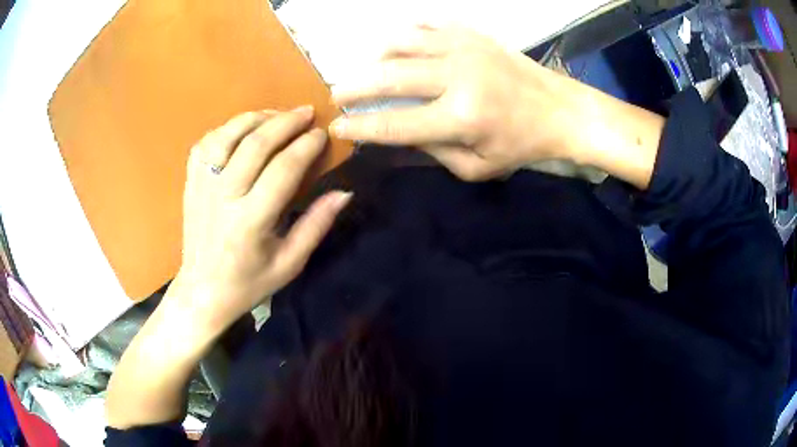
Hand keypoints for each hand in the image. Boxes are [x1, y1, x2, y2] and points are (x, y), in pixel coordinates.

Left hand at [174, 106, 351, 335]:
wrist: (202, 291)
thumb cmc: (249, 283)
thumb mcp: (290, 263)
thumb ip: (316, 225)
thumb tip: (344, 192)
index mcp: (250, 221)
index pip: (283, 169)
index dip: (306, 146)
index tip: (322, 134)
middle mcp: (223, 197)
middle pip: (255, 144)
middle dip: (285, 121)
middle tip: (307, 111)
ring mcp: (202, 186)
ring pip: (228, 135)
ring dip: (255, 118)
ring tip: (277, 114)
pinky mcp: (191, 182)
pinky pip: (206, 143)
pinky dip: (226, 129)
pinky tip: (242, 130)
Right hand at [329, 25, 580, 180]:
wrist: (560, 110)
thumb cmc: (521, 144)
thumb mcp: (478, 167)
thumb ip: (434, 152)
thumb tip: (400, 133)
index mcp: (461, 117)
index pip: (395, 123)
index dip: (361, 125)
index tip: (338, 125)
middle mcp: (458, 76)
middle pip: (389, 76)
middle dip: (354, 86)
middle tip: (337, 94)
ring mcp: (464, 48)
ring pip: (403, 42)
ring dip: (377, 56)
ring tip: (369, 68)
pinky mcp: (472, 34)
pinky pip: (428, 22)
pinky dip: (408, 31)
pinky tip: (403, 43)